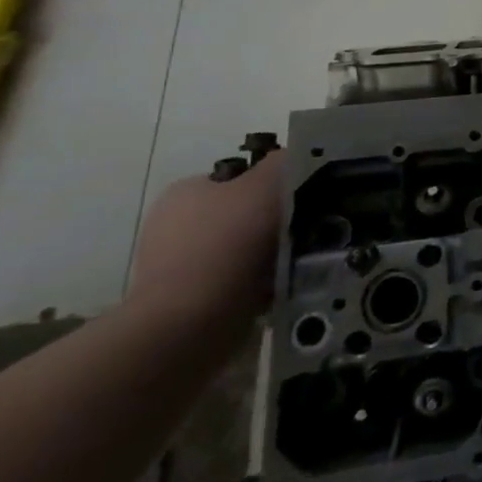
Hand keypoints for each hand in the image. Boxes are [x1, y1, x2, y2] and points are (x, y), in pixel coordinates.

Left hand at [127, 151, 285, 334]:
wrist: (190, 325)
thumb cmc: (226, 244)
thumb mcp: (264, 186)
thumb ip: (282, 163)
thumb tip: (295, 156)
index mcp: (185, 192)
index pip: (238, 178)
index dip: (272, 184)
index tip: (301, 197)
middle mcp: (175, 225)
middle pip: (243, 214)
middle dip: (275, 221)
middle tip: (307, 228)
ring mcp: (178, 267)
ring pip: (244, 250)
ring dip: (271, 254)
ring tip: (300, 260)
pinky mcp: (189, 302)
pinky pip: (238, 283)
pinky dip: (260, 283)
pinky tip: (280, 286)